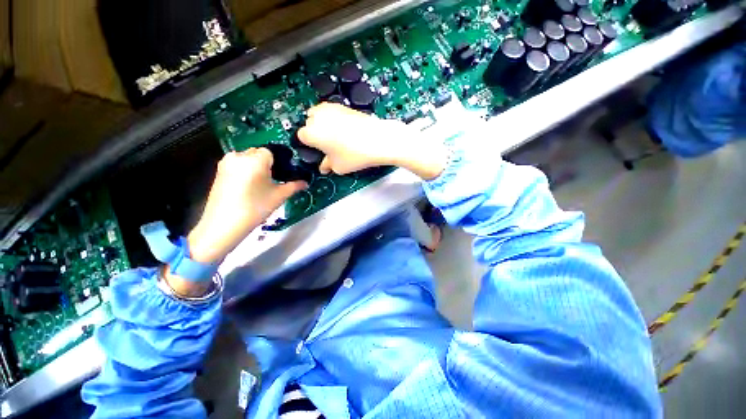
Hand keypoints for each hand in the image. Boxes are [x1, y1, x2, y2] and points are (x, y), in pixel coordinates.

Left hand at [188, 148, 306, 263]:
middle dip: (267, 164)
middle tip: (273, 180)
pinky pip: (237, 164)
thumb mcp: (279, 196)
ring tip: (261, 184)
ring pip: (247, 158)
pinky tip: (248, 186)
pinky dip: (245, 170)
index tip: (283, 174)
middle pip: (258, 153)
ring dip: (255, 166)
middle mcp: (239, 156)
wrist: (224, 224)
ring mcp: (226, 163)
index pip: (271, 152)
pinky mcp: (219, 171)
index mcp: (255, 159)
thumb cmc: (255, 208)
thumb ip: (294, 186)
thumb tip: (305, 183)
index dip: (279, 163)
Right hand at [298, 103, 447, 179]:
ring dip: (323, 123)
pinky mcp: (344, 105)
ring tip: (335, 136)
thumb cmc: (355, 156)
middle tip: (327, 144)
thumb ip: (327, 165)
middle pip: (309, 122)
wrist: (378, 140)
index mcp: (311, 132)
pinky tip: (344, 129)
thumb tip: (324, 167)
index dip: (310, 145)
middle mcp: (318, 116)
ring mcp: (331, 108)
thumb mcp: (338, 166)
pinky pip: (332, 111)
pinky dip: (334, 118)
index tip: (318, 151)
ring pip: (319, 114)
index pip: (302, 137)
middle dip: (315, 132)